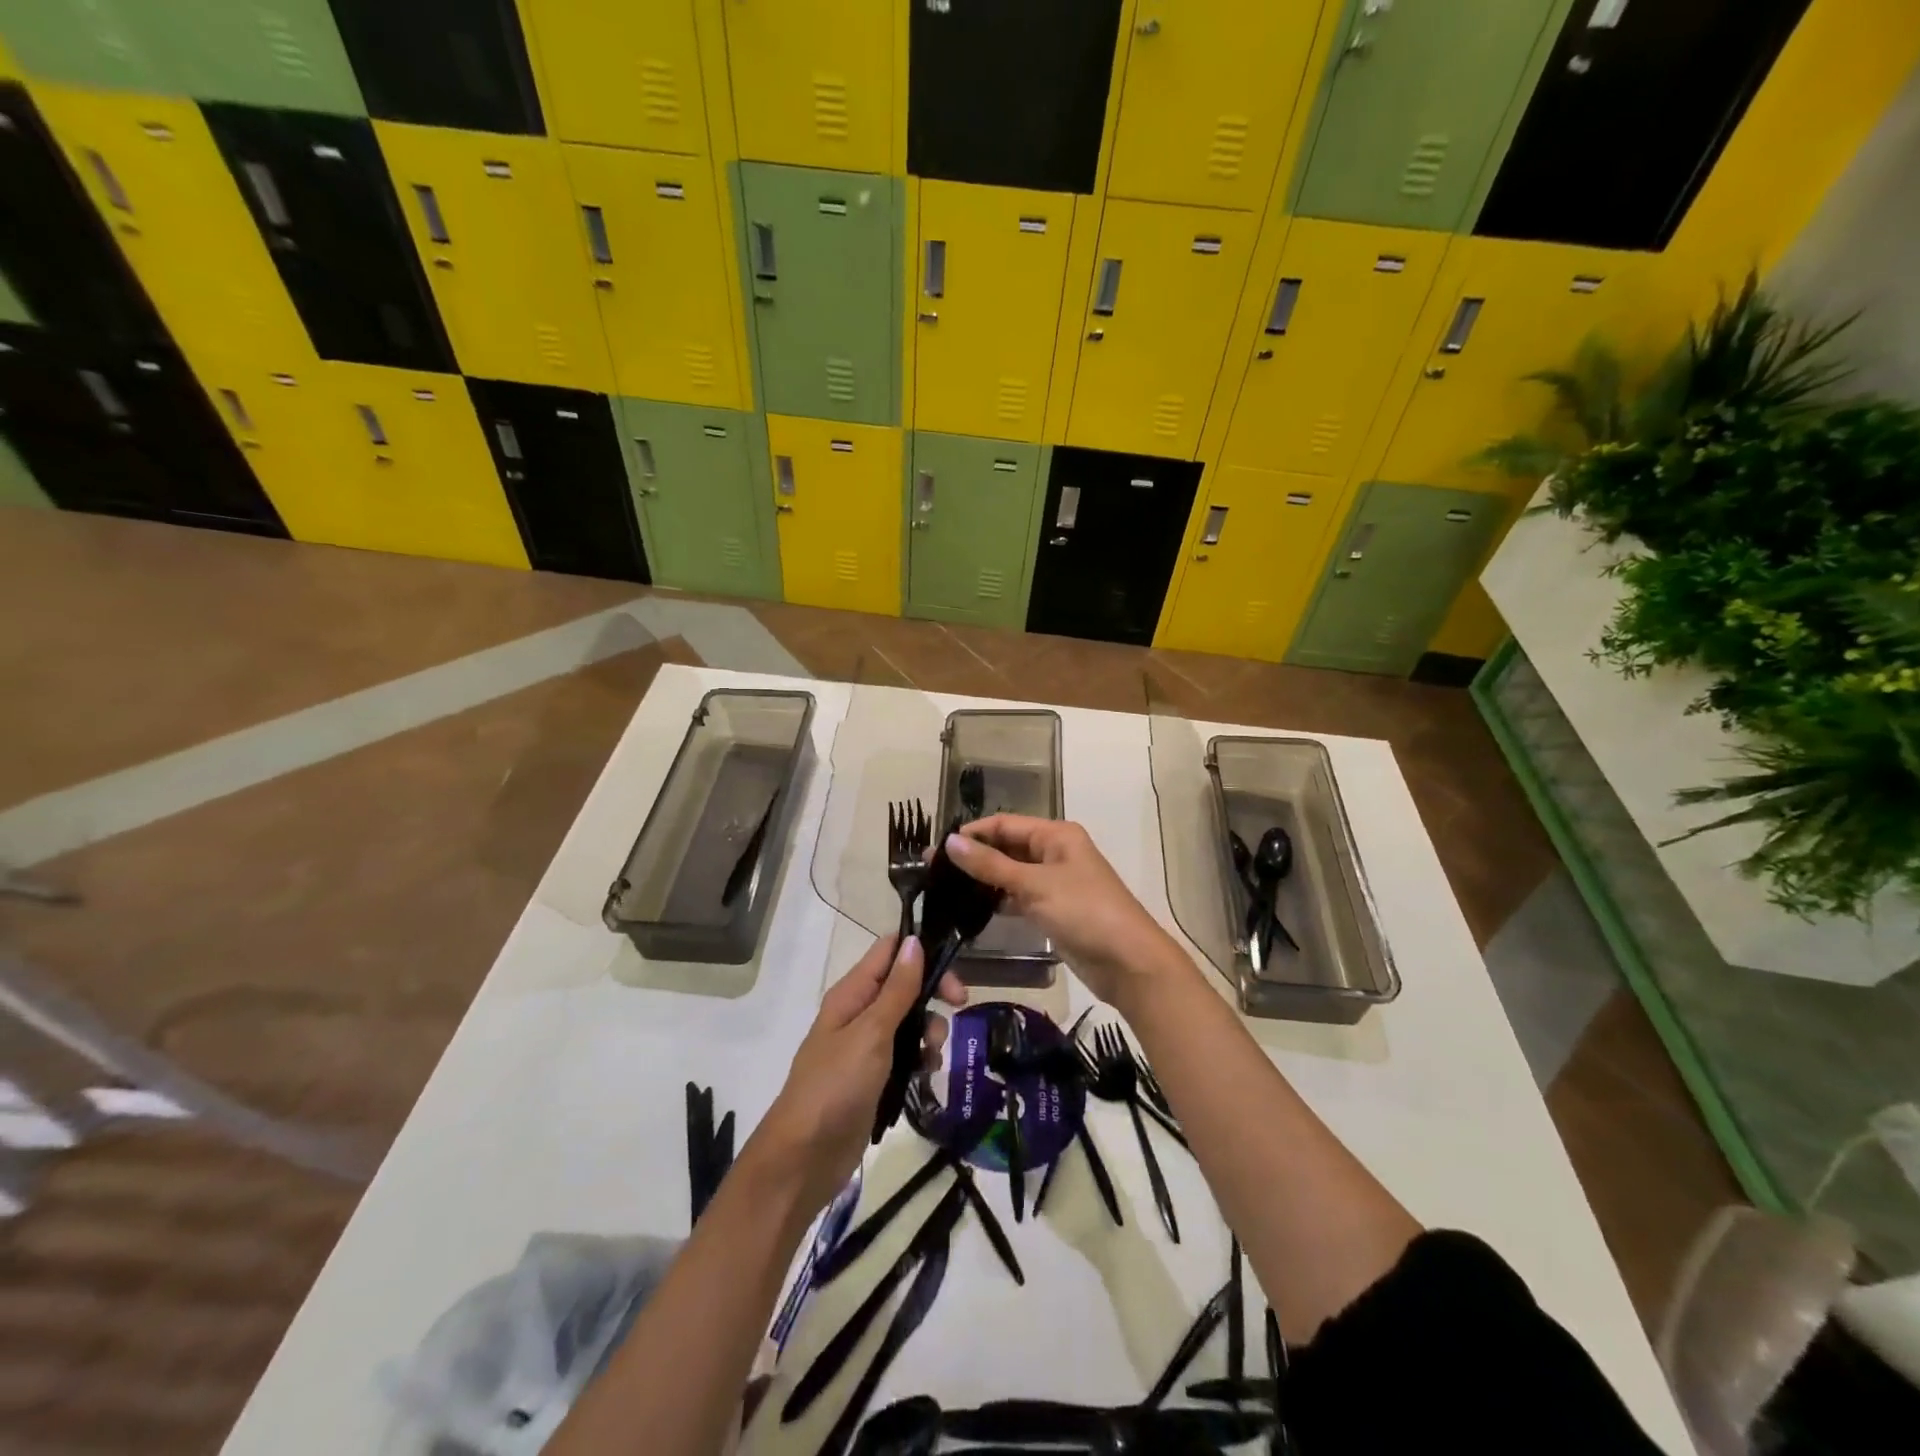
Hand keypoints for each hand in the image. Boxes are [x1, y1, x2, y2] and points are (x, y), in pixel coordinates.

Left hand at [755, 935, 965, 1215]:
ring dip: (929, 1028)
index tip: (953, 969)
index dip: (920, 951)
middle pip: (904, 984)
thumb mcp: (872, 1033)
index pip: (888, 951)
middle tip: (959, 1006)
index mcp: (851, 993)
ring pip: (908, 1019)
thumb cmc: (836, 1086)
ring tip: (934, 1052)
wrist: (805, 1157)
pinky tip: (928, 1072)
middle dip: (933, 992)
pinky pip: (905, 1052)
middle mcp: (858, 1012)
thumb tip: (914, 942)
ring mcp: (865, 1045)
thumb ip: (897, 989)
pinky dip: (920, 1056)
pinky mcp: (873, 1075)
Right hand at [944, 815, 1184, 1006]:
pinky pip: (1020, 897)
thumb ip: (991, 864)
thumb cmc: (1084, 911)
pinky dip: (999, 900)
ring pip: (1012, 873)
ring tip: (945, 890)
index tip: (936, 849)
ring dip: (984, 879)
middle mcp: (1055, 852)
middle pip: (1007, 846)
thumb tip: (950, 842)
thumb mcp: (1035, 884)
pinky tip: (972, 910)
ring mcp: (1055, 882)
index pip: (1004, 824)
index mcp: (1056, 835)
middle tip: (934, 872)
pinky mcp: (1054, 910)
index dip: (972, 833)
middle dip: (975, 856)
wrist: (1128, 962)